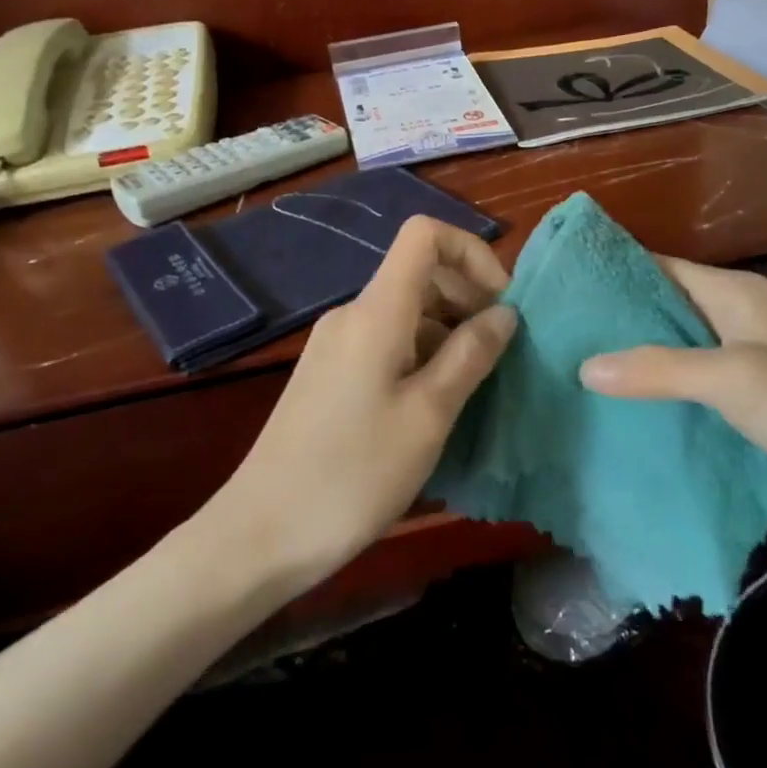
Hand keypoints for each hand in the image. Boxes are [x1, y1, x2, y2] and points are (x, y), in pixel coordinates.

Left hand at [208, 216, 517, 594]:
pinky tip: (435, 408)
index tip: (502, 306)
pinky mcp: (329, 376)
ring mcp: (337, 346)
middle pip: (420, 275)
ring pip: (407, 315)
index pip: (424, 234)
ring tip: (474, 391)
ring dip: (448, 337)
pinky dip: (422, 359)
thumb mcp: (428, 415)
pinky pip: (387, 345)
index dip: (472, 253)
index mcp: (376, 312)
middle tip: (500, 357)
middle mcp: (353, 315)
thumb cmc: (354, 474)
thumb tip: (504, 313)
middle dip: (468, 302)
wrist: (263, 533)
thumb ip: (469, 355)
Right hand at [578, 257, 766, 538]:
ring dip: (633, 362)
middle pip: (664, 309)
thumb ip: (659, 368)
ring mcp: (745, 366)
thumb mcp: (734, 378)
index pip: (661, 267)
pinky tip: (618, 413)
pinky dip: (658, 397)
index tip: (560, 284)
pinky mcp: (750, 407)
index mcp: (736, 295)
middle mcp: (737, 322)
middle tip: (553, 335)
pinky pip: (691, 392)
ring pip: (675, 353)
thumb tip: (584, 366)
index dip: (614, 271)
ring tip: (571, 371)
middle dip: (614, 320)